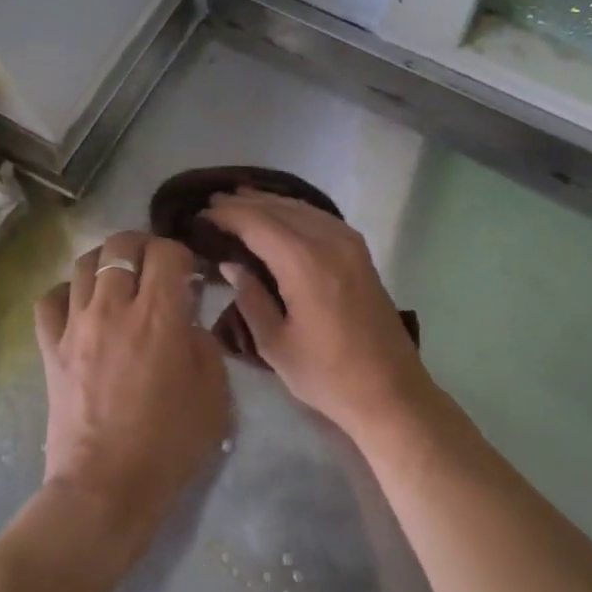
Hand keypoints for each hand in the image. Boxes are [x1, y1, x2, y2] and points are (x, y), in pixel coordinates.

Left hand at [34, 232, 229, 559]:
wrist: (106, 488)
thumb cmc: (169, 444)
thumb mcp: (214, 393)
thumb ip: (204, 343)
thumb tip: (187, 322)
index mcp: (159, 316)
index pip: (167, 252)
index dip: (183, 254)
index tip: (191, 274)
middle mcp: (114, 307)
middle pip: (122, 245)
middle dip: (145, 246)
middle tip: (158, 267)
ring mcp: (76, 325)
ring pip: (84, 262)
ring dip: (108, 262)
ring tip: (122, 281)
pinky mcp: (50, 347)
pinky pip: (50, 299)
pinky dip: (68, 292)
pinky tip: (83, 306)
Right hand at [201, 191, 433, 443]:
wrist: (390, 391)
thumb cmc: (327, 375)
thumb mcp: (276, 345)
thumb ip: (251, 298)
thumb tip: (232, 264)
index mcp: (305, 264)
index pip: (258, 224)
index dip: (228, 215)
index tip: (201, 214)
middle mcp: (329, 242)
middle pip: (281, 209)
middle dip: (246, 203)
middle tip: (214, 202)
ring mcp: (350, 244)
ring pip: (303, 208)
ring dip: (271, 203)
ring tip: (240, 201)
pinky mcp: (361, 253)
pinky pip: (321, 218)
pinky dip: (296, 211)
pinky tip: (281, 216)